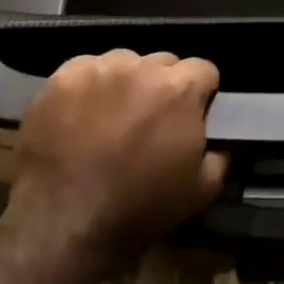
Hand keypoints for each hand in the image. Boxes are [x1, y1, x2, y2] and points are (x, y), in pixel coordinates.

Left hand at [10, 49, 228, 262]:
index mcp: (180, 88)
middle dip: (162, 86)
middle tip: (150, 119)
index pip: (203, 70)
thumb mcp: (200, 191)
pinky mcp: (63, 77)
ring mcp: (99, 68)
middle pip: (163, 62)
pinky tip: (81, 114)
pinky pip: (86, 68)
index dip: (201, 93)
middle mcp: (142, 67)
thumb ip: (219, 155)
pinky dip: (89, 86)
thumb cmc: (139, 208)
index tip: (191, 114)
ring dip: (126, 83)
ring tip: (112, 116)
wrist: (64, 221)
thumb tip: (219, 141)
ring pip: (124, 62)